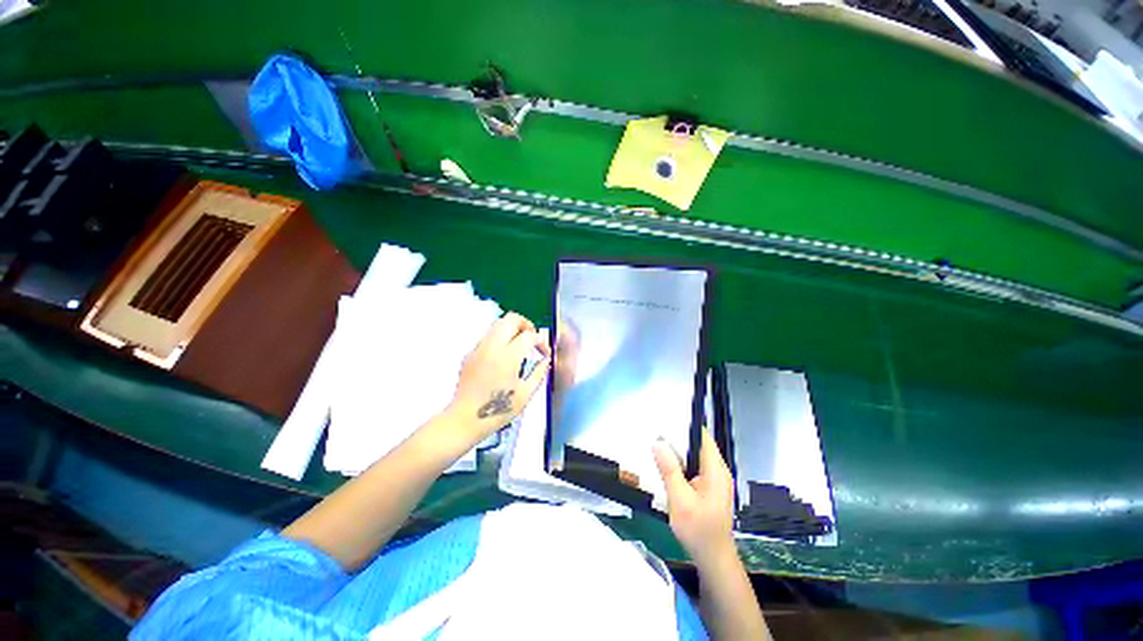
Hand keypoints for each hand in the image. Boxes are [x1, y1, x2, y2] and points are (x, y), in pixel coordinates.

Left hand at [445, 312, 550, 444]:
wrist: (464, 420)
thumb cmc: (498, 411)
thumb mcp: (525, 394)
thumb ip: (539, 373)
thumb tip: (546, 360)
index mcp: (507, 357)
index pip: (529, 336)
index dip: (541, 342)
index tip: (544, 353)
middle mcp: (492, 347)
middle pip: (511, 319)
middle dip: (526, 325)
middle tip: (532, 339)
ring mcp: (478, 348)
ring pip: (497, 324)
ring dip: (512, 330)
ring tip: (519, 346)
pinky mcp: (469, 354)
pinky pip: (488, 337)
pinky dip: (500, 339)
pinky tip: (503, 357)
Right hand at [653, 430, 735, 566]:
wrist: (713, 559)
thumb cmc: (698, 529)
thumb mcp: (680, 499)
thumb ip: (669, 469)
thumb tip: (657, 442)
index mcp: (715, 469)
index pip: (702, 436)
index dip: (684, 425)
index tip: (664, 419)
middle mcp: (718, 470)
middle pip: (697, 444)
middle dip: (676, 438)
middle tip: (654, 432)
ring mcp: (714, 480)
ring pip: (694, 456)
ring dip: (677, 452)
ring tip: (656, 444)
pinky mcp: (709, 488)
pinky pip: (694, 468)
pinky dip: (680, 464)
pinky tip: (665, 466)